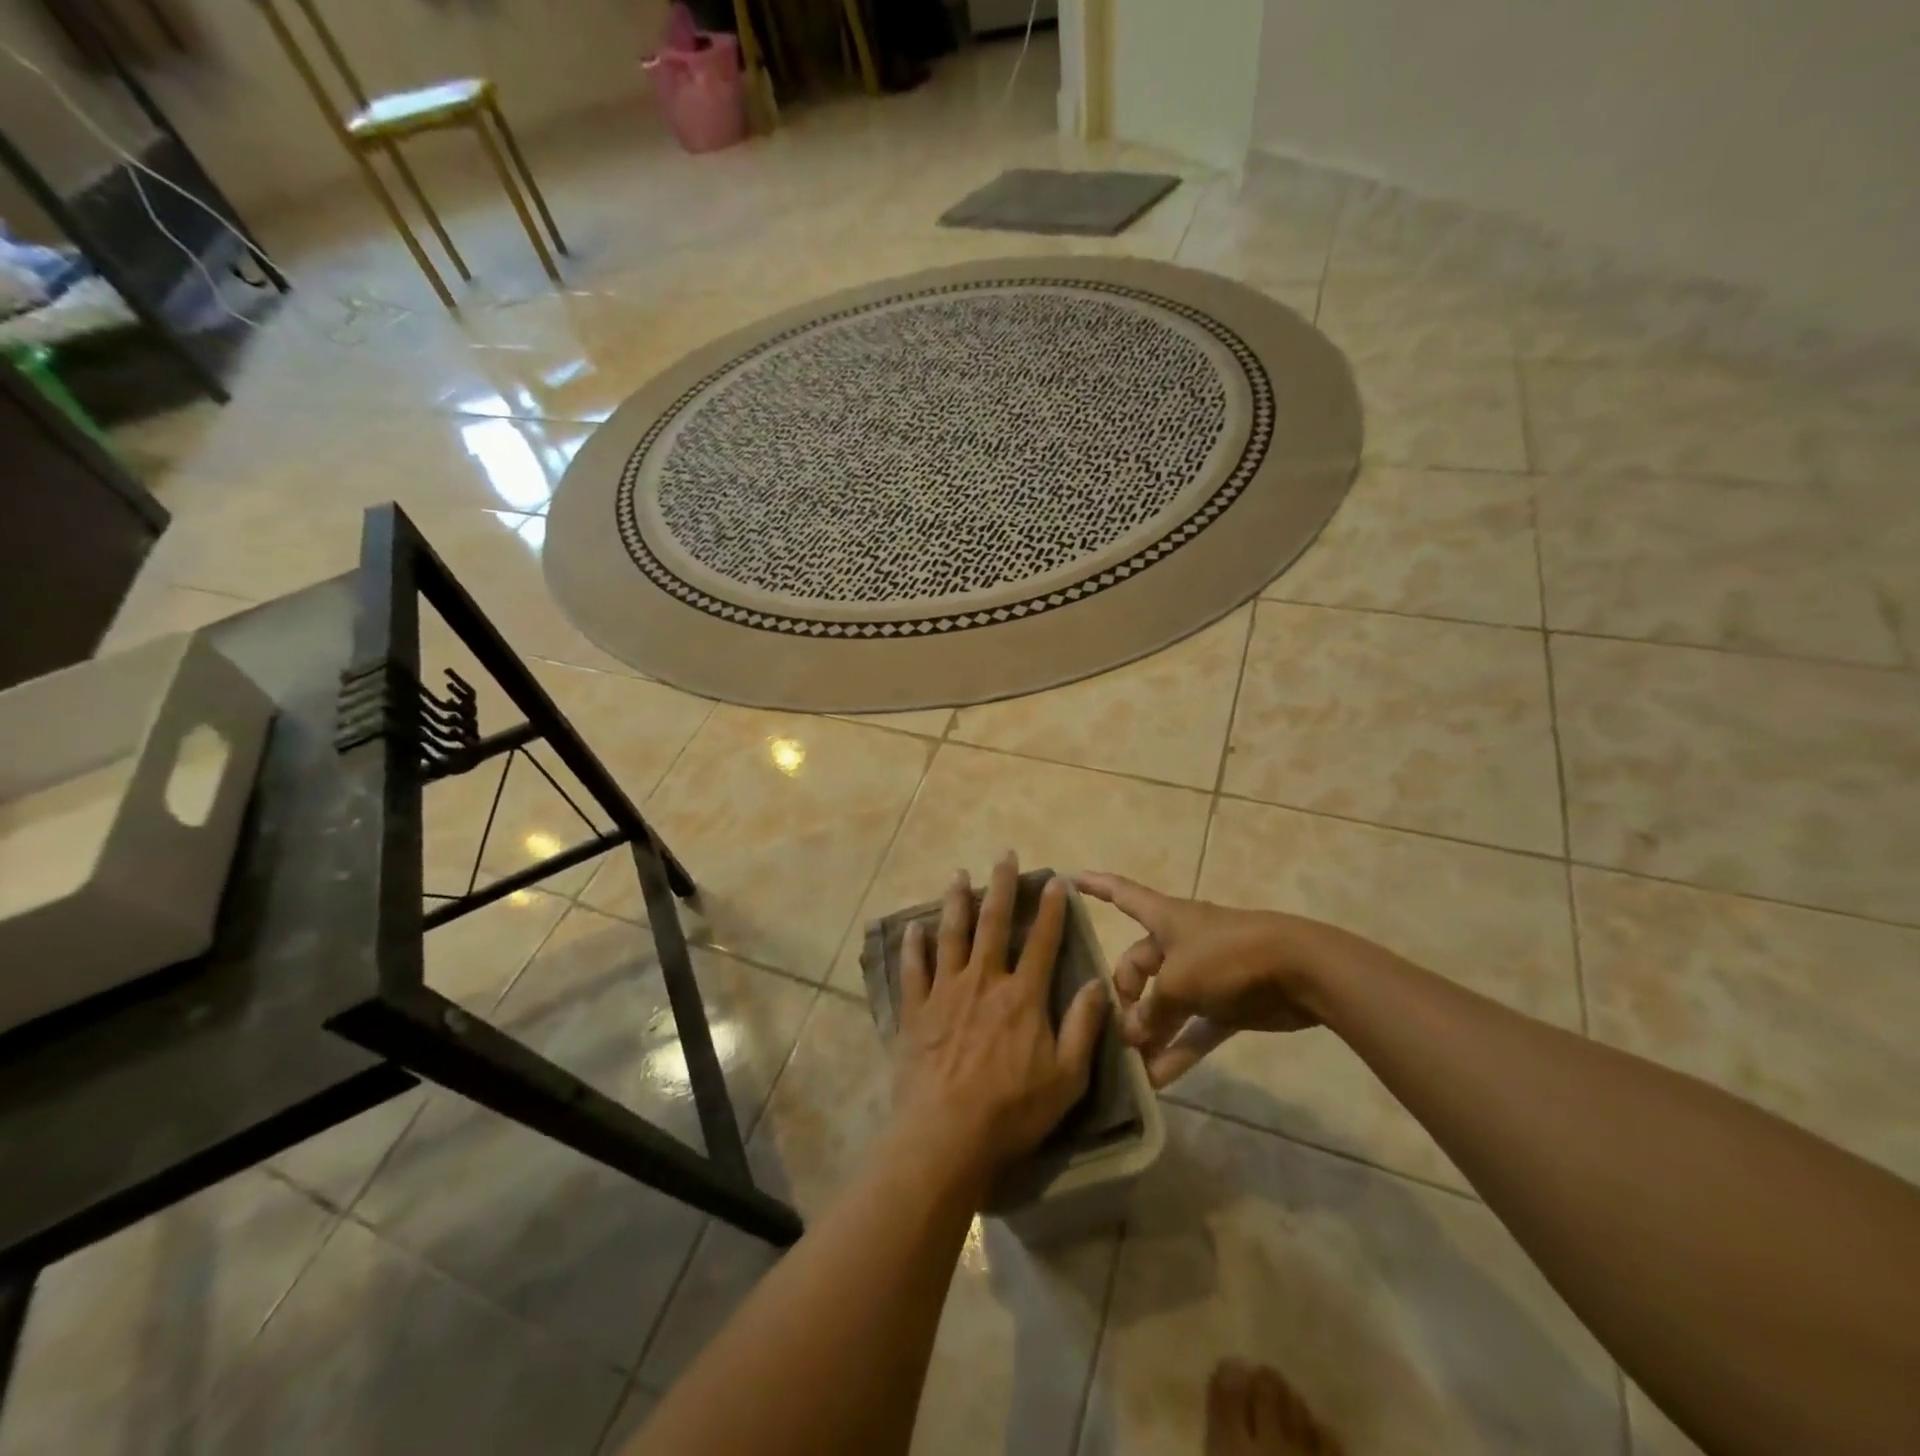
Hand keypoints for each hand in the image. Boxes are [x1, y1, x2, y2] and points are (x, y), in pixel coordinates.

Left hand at [891, 854, 1108, 1193]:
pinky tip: (913, 927)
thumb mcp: (1066, 1078)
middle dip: (1001, 886)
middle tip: (1004, 855)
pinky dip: (913, 946)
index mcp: (1022, 996)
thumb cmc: (1012, 1111)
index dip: (1051, 908)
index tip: (1055, 880)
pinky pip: (913, 969)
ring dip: (955, 902)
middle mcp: (983, 981)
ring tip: (958, 875)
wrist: (945, 1136)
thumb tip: (1098, 984)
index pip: (1042, 941)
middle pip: (993, 923)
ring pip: (951, 935)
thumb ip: (1083, 1027)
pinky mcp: (915, 1011)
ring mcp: (945, 992)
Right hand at [1075, 872, 1379, 1086]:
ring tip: (1129, 1065)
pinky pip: (1194, 1028)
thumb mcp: (1179, 982)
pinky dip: (1178, 1049)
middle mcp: (1180, 942)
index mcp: (1165, 918)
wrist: (1302, 971)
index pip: (1121, 893)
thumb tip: (1131, 1036)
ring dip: (1150, 1032)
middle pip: (1138, 965)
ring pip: (1165, 1003)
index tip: (1067, 881)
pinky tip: (1159, 1080)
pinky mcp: (1228, 1004)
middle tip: (1116, 1032)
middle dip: (1125, 997)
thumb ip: (1151, 1010)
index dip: (1094, 886)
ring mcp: (1205, 974)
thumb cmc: (1228, 956)